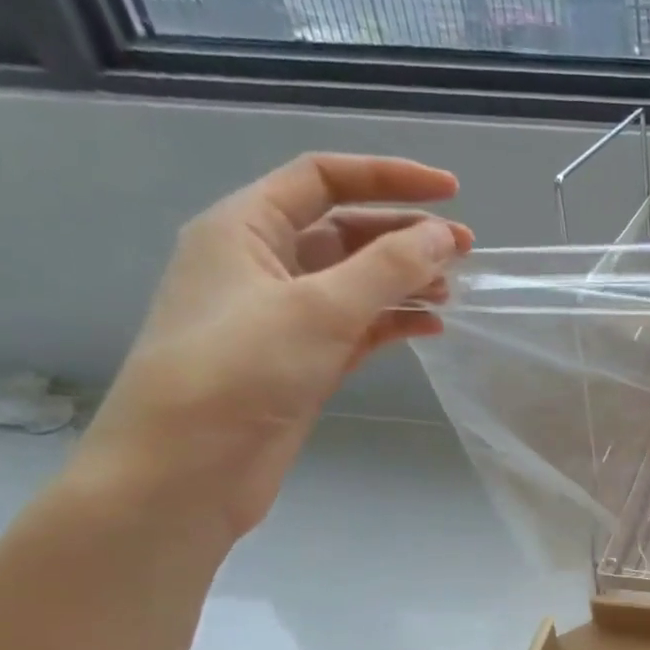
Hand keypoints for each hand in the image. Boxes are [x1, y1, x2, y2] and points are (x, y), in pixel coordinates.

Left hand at [68, 153, 470, 541]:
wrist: (184, 471)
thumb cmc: (239, 372)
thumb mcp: (319, 308)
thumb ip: (388, 267)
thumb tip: (443, 234)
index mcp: (245, 229)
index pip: (322, 179)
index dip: (388, 177)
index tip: (451, 192)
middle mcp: (262, 264)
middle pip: (345, 230)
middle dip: (405, 234)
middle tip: (464, 251)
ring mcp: (283, 316)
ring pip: (356, 281)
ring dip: (405, 280)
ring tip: (453, 293)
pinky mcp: (302, 360)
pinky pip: (358, 326)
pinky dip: (395, 321)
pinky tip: (431, 328)